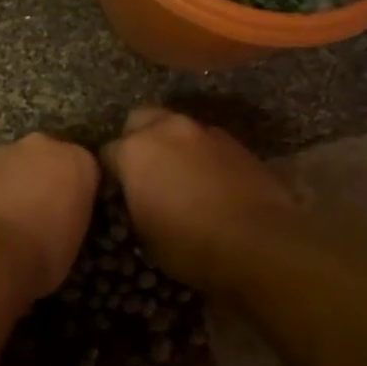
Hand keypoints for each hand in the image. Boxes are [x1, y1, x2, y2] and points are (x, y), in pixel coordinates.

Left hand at [0, 133, 98, 303]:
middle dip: (42, 178)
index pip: (85, 169)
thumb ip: (69, 214)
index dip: (76, 192)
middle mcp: (42, 146)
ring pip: (12, 166)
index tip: (70, 212)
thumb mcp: (74, 239)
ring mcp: (1, 152)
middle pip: (46, 158)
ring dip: (11, 185)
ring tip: (6, 221)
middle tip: (38, 213)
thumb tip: (57, 220)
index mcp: (77, 161)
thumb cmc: (44, 252)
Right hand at [101, 108, 293, 291]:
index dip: (111, 173)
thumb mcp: (145, 234)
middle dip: (138, 139)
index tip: (118, 192)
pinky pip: (209, 143)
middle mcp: (168, 129)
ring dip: (174, 145)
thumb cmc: (189, 245)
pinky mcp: (237, 143)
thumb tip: (141, 197)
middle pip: (141, 120)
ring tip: (181, 177)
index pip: (108, 152)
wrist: (259, 243)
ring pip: (179, 128)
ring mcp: (206, 132)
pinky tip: (211, 182)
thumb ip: (135, 202)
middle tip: (145, 172)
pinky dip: (203, 156)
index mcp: (135, 150)